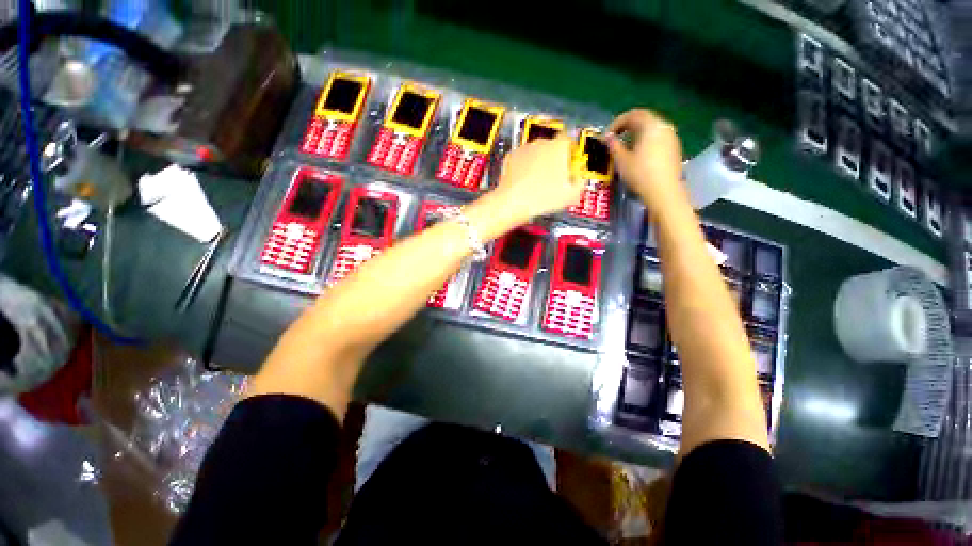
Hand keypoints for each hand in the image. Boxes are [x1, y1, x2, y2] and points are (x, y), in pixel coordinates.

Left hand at [485, 135, 583, 227]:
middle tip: (554, 176)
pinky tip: (525, 181)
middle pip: (552, 146)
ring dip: (539, 162)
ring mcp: (524, 148)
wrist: (512, 202)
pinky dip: (524, 167)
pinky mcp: (510, 157)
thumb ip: (579, 183)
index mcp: (559, 147)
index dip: (571, 152)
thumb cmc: (542, 198)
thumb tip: (579, 180)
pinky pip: (522, 159)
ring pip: (536, 152)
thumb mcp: (570, 195)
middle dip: (554, 158)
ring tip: (538, 181)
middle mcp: (541, 142)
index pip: (569, 140)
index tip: (570, 163)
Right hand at [606, 109, 685, 211]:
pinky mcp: (674, 149)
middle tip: (615, 138)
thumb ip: (613, 145)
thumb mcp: (621, 160)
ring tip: (625, 147)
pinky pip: (658, 138)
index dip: (617, 122)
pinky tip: (639, 154)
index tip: (607, 135)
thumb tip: (607, 137)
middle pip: (644, 119)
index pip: (633, 114)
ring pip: (652, 129)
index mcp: (651, 125)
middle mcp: (664, 126)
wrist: (664, 191)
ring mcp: (672, 137)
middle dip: (627, 126)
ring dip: (637, 134)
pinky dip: (646, 141)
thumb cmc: (640, 173)